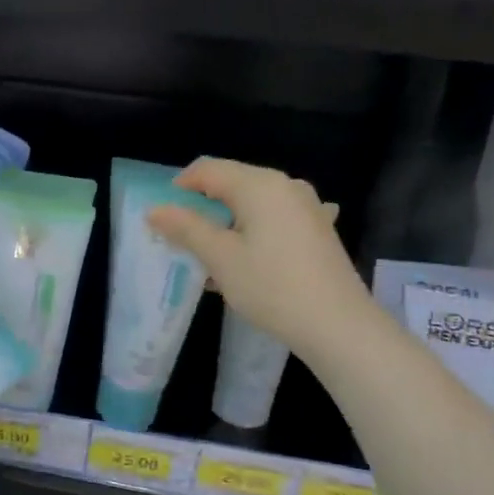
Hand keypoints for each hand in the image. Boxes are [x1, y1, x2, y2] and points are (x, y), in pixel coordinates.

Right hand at [147, 157, 371, 362]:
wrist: (338, 325)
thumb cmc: (272, 287)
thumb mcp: (220, 258)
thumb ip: (186, 228)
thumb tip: (155, 210)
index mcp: (260, 185)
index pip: (209, 169)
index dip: (180, 186)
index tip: (162, 215)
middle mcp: (286, 186)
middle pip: (233, 182)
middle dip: (202, 205)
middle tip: (181, 237)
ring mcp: (307, 207)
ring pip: (253, 202)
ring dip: (227, 221)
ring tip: (211, 252)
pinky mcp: (318, 229)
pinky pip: (275, 219)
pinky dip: (254, 230)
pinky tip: (250, 255)